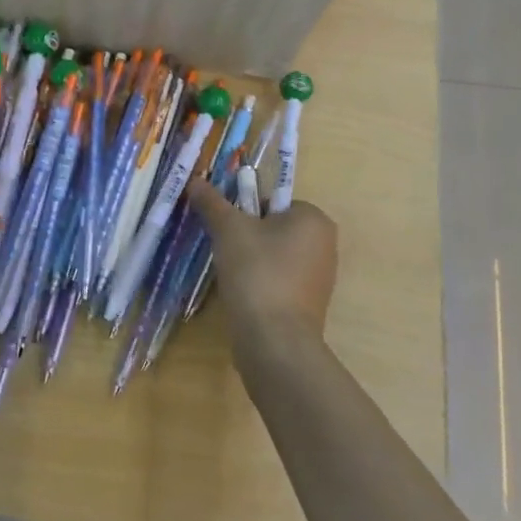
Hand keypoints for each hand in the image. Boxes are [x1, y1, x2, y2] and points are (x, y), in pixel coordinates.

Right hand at [188, 179, 337, 366]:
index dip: (245, 211)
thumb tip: (195, 180)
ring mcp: (319, 277)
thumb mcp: (229, 229)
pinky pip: (278, 280)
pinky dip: (259, 283)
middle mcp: (325, 244)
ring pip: (274, 255)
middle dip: (247, 236)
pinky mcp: (308, 304)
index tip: (227, 228)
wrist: (275, 340)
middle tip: (225, 249)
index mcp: (314, 219)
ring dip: (250, 260)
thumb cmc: (257, 273)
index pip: (273, 201)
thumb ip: (212, 202)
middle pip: (273, 227)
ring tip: (231, 274)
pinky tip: (243, 294)